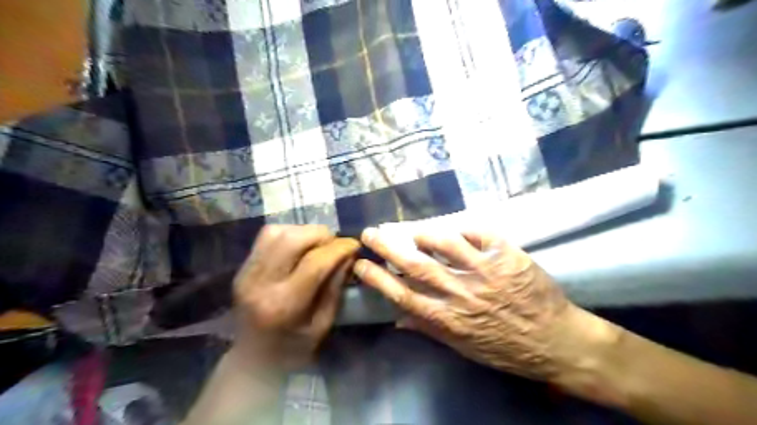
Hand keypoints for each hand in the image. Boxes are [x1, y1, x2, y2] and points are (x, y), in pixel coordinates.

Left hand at [233, 224, 358, 370]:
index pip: (314, 263)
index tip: (355, 245)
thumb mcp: (322, 324)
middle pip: (292, 239)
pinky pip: (266, 236)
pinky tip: (300, 245)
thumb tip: (348, 255)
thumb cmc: (293, 349)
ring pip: (277, 232)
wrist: (251, 360)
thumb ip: (335, 287)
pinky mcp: (243, 267)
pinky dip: (289, 233)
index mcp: (284, 304)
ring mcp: (247, 272)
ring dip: (304, 232)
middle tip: (335, 245)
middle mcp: (261, 283)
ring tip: (318, 244)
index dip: (339, 248)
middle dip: (321, 235)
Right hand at [352, 227, 616, 383]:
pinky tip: (456, 229)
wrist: (557, 342)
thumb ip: (429, 330)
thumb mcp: (463, 348)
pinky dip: (463, 228)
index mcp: (448, 319)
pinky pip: (480, 233)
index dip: (378, 278)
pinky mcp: (508, 256)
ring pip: (446, 244)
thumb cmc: (506, 348)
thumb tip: (398, 319)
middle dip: (388, 247)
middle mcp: (462, 293)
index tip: (360, 264)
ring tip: (413, 231)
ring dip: (424, 234)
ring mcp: (486, 272)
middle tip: (371, 232)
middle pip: (416, 266)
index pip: (403, 295)